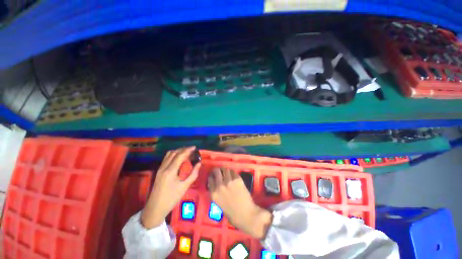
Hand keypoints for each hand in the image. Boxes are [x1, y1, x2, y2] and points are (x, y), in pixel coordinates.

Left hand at [141, 147, 200, 228]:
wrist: (155, 208)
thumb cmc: (171, 198)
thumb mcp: (184, 187)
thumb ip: (193, 174)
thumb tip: (199, 164)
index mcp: (171, 171)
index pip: (180, 155)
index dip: (188, 150)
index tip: (195, 148)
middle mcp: (164, 167)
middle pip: (174, 152)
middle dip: (183, 149)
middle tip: (192, 150)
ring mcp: (160, 169)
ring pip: (169, 154)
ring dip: (178, 151)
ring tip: (186, 152)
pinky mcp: (159, 171)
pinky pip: (166, 159)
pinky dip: (173, 155)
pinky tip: (179, 158)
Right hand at [208, 168, 271, 238]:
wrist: (246, 214)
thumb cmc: (232, 214)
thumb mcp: (219, 204)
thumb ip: (216, 193)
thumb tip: (216, 185)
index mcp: (214, 194)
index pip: (210, 179)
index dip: (211, 176)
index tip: (213, 175)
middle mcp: (220, 185)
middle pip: (216, 171)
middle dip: (217, 170)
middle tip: (219, 171)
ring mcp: (229, 181)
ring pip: (225, 169)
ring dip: (225, 170)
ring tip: (226, 172)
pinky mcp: (237, 179)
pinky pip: (233, 171)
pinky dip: (232, 172)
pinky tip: (233, 175)